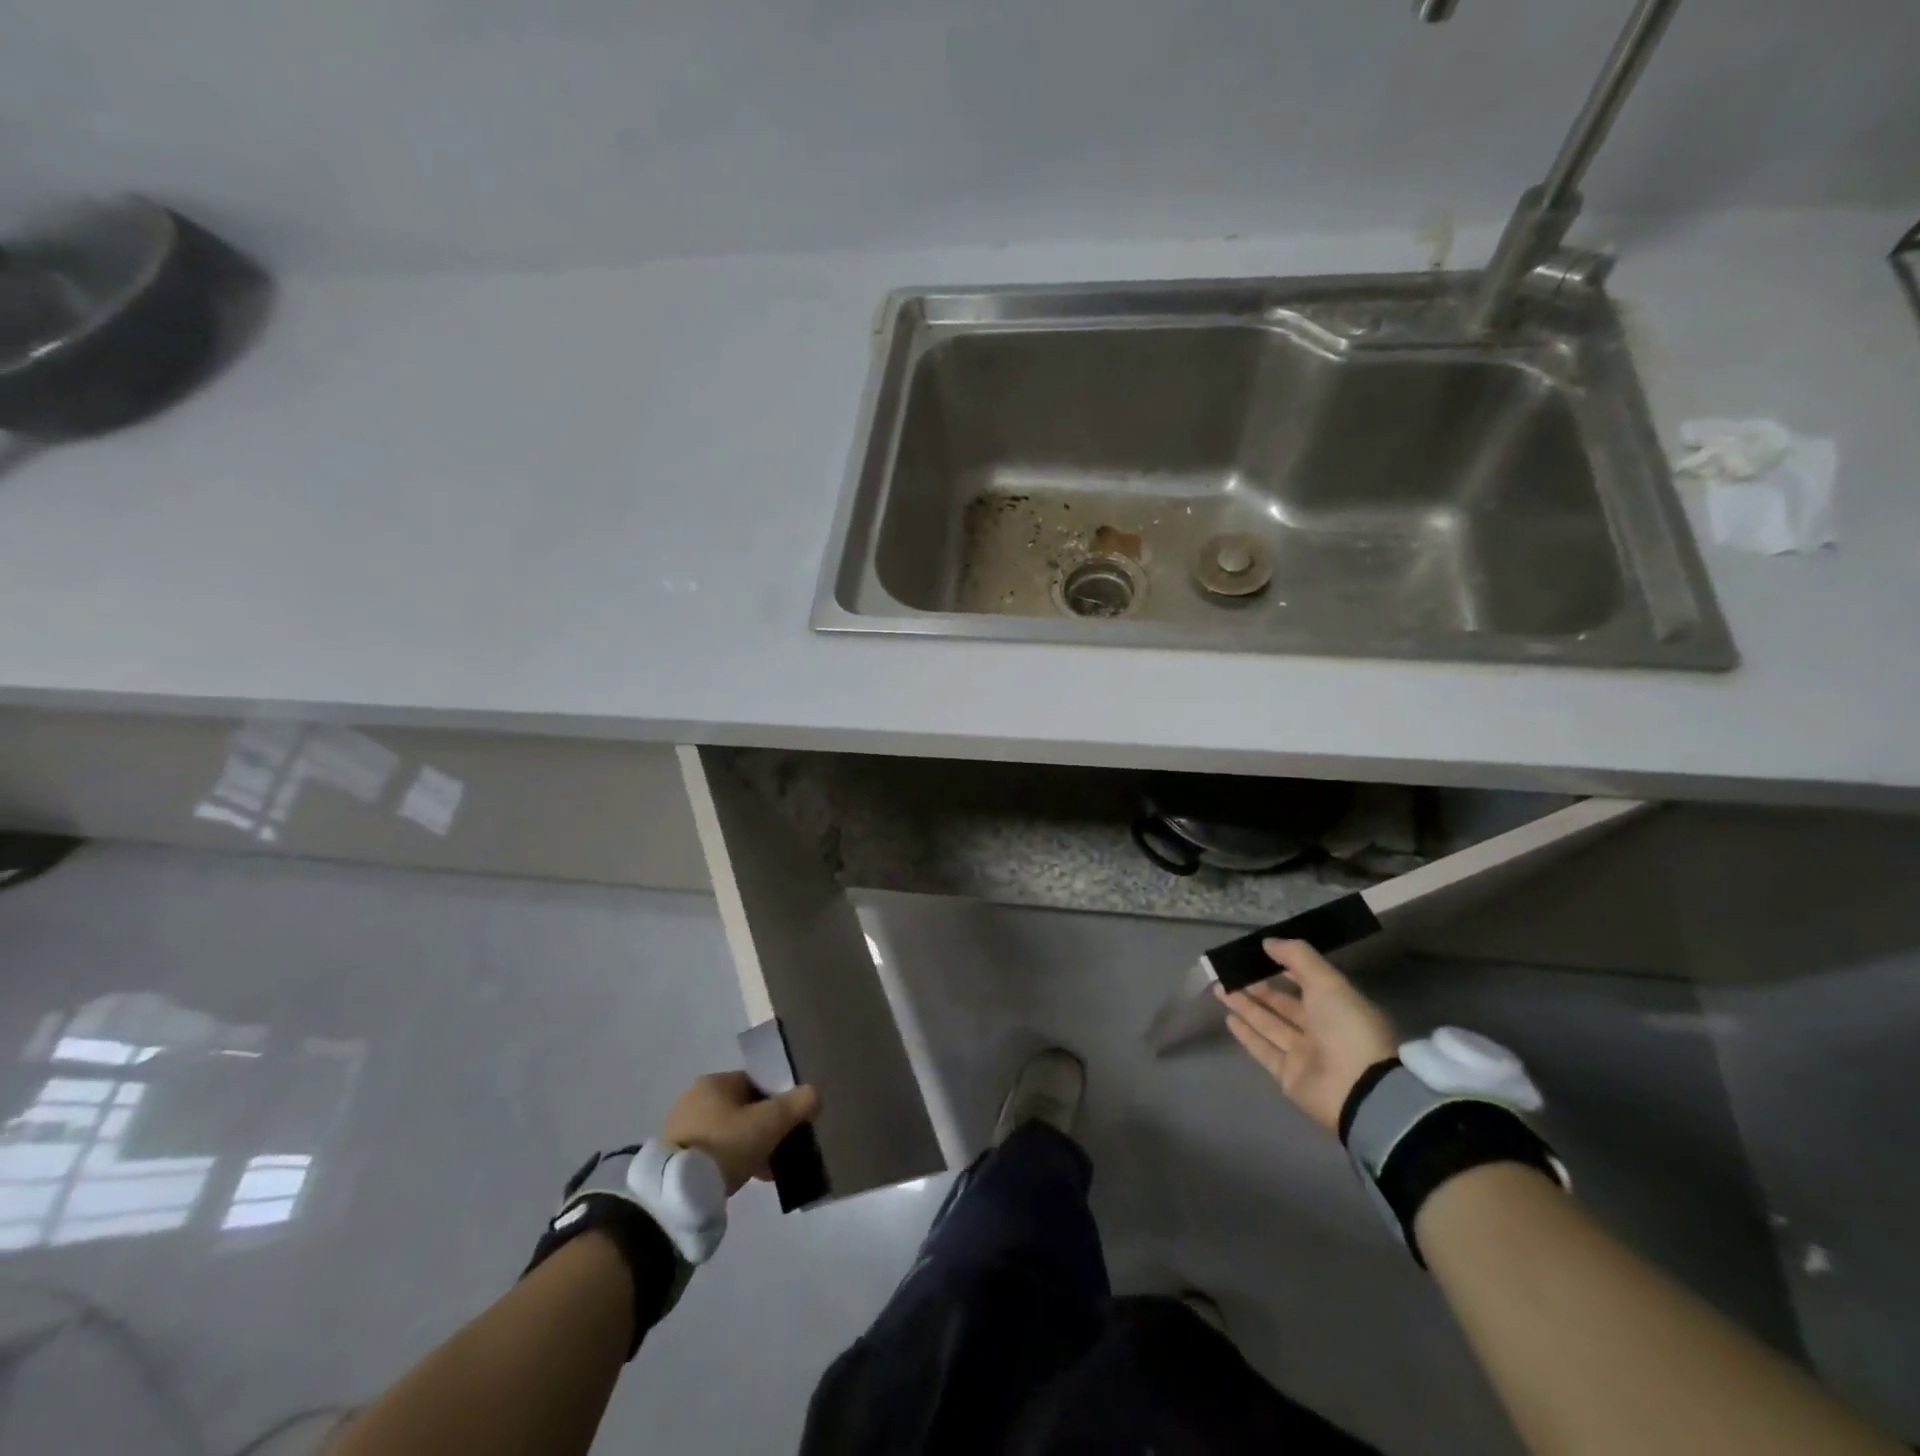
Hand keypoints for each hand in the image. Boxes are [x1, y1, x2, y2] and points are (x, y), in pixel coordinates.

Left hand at [662, 1072, 820, 1195]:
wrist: (678, 1192)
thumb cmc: (727, 1144)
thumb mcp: (770, 1122)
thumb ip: (797, 1104)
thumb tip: (814, 1094)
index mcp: (714, 1082)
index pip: (755, 1083)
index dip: (777, 1101)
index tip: (789, 1124)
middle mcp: (694, 1098)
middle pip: (742, 1109)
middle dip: (763, 1128)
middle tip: (779, 1150)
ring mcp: (681, 1127)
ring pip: (728, 1132)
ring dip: (748, 1147)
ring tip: (765, 1171)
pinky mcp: (675, 1155)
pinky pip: (712, 1151)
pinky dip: (730, 1161)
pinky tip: (744, 1180)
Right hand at [1214, 939, 1397, 1134]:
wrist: (1358, 1090)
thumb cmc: (1347, 1028)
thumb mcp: (1327, 982)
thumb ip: (1298, 957)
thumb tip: (1268, 942)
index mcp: (1338, 1006)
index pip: (1308, 982)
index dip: (1286, 967)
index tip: (1259, 954)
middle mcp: (1322, 1029)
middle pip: (1284, 1004)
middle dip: (1258, 988)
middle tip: (1230, 971)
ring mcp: (1305, 1054)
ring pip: (1269, 1024)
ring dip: (1246, 1007)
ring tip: (1220, 988)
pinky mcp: (1288, 1075)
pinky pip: (1263, 1049)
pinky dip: (1247, 1035)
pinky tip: (1228, 1019)